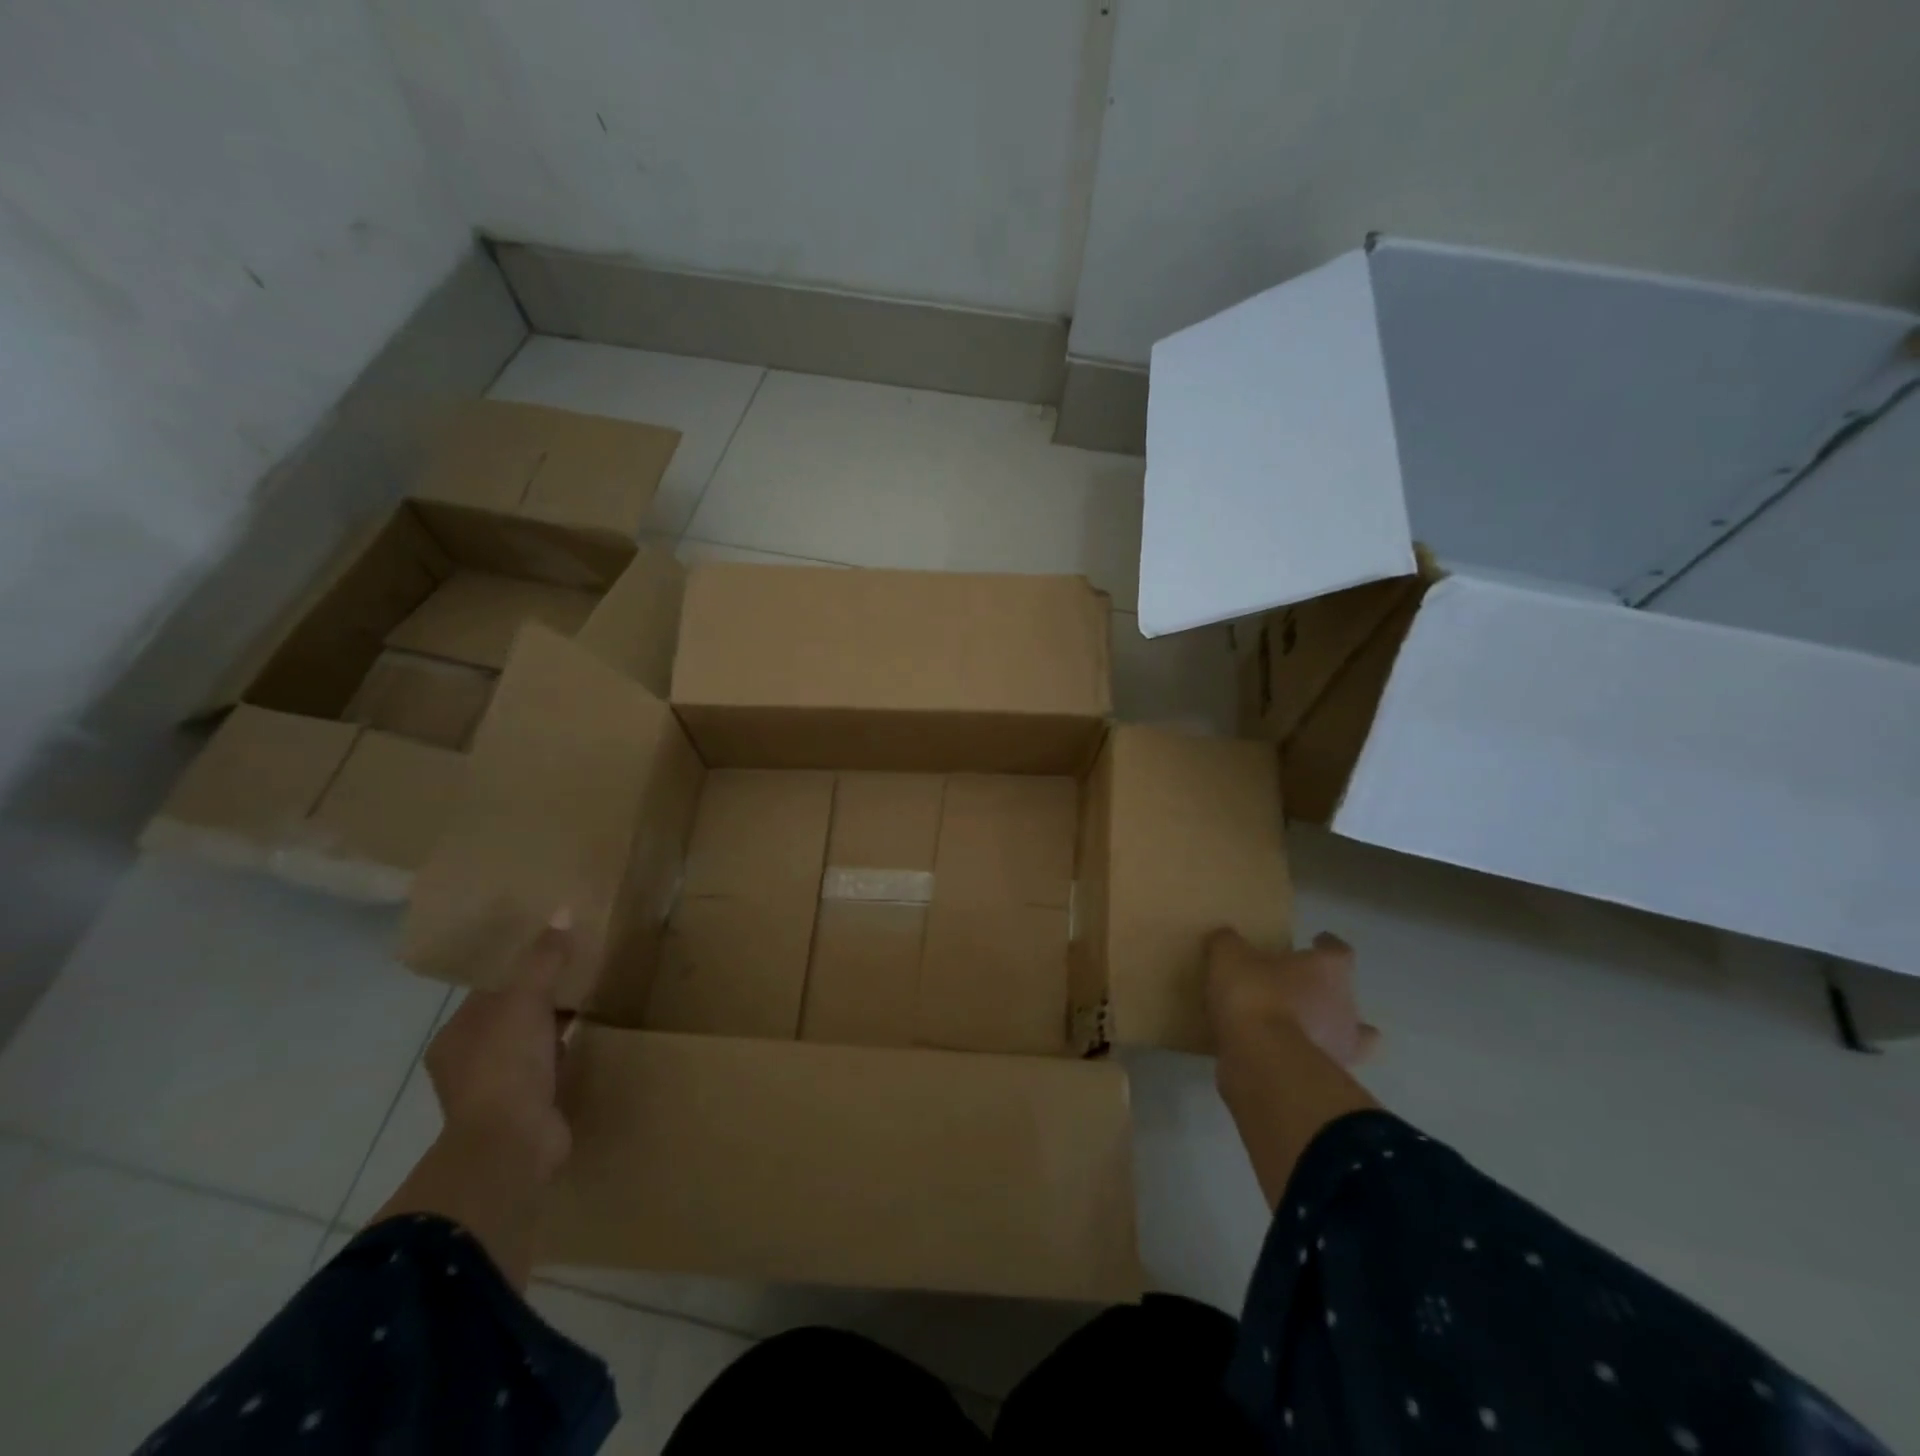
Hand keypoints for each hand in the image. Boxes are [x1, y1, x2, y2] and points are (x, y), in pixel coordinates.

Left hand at [424, 910, 574, 1182]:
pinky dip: (567, 1051)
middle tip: (583, 968)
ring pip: (532, 1042)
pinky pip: (550, 1067)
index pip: (492, 989)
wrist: (512, 1146)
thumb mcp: (525, 1001)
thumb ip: (544, 958)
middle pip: (513, 1015)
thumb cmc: (506, 1067)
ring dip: (556, 1025)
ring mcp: (499, 1088)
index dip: (523, 967)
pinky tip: (591, 1037)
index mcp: (458, 1035)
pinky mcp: (528, 1107)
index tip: (559, 947)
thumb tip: (562, 911)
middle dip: (544, 995)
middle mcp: (471, 1061)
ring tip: (593, 998)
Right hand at [1205, 928, 1379, 1069]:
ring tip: (1294, 1027)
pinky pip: (1314, 1063)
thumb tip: (1226, 939)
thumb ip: (1229, 943)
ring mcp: (1340, 1048)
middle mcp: (1344, 1007)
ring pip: (1343, 1036)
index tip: (1316, 940)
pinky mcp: (1322, 1079)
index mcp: (1328, 970)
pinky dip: (1301, 1058)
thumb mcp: (1229, 956)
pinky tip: (1276, 1055)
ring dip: (1323, 1031)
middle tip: (1294, 987)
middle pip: (1344, 995)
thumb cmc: (1255, 995)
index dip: (1327, 945)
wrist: (1263, 1061)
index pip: (1338, 951)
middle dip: (1325, 992)